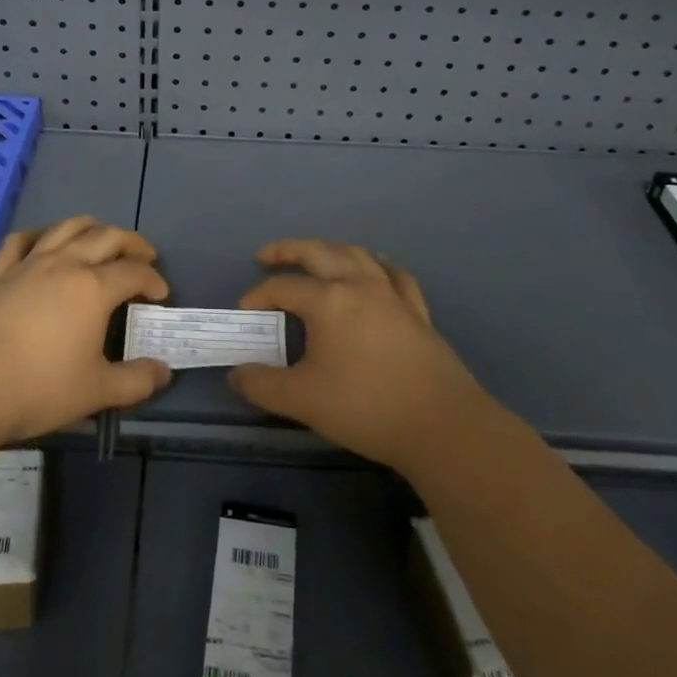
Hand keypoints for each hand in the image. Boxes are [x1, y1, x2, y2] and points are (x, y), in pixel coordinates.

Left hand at [0, 216, 172, 444]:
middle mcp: (64, 265)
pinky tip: (44, 243)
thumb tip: (164, 371)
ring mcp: (28, 264)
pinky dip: (39, 235)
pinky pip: (20, 241)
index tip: (160, 294)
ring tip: (102, 239)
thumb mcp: (96, 392)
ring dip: (91, 228)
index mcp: (93, 288)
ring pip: (66, 228)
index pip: (133, 272)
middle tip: (143, 257)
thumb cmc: (38, 388)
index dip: (153, 280)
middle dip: (131, 243)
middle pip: (106, 237)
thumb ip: (136, 381)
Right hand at [228, 239, 492, 472]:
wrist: (441, 425)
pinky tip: (374, 270)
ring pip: (357, 254)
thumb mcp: (302, 400)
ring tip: (316, 257)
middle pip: (318, 252)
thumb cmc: (365, 407)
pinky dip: (377, 266)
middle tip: (267, 256)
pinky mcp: (417, 311)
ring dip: (330, 250)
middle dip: (288, 250)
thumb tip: (236, 376)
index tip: (245, 310)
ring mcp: (391, 294)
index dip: (259, 296)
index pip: (283, 287)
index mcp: (328, 300)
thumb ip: (263, 385)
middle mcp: (358, 285)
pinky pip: (394, 275)